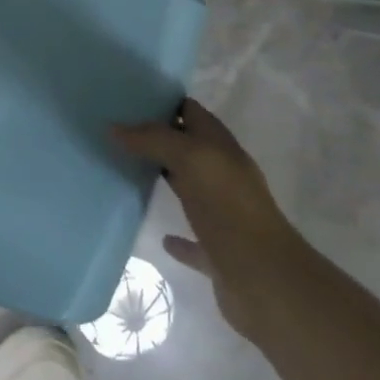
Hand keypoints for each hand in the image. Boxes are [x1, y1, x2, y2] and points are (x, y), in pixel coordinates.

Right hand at [112, 99, 304, 339]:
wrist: (264, 280)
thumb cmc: (228, 208)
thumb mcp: (190, 158)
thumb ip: (153, 139)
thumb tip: (115, 127)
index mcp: (222, 150)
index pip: (193, 113)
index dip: (166, 103)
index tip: (128, 99)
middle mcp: (225, 177)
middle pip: (190, 149)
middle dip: (159, 139)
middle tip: (117, 133)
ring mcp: (224, 216)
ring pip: (191, 190)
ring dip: (167, 180)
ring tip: (127, 172)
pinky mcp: (218, 252)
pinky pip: (194, 240)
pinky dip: (179, 238)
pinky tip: (162, 236)